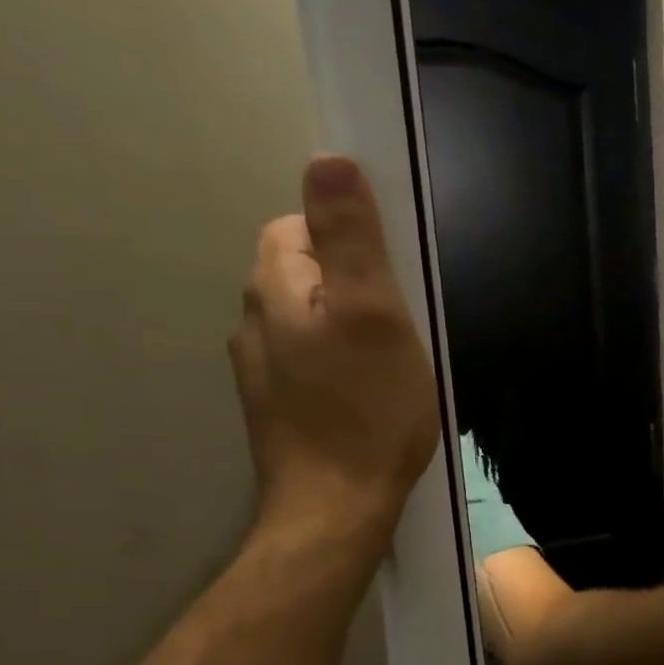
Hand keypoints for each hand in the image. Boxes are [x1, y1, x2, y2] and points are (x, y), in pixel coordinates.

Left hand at [227, 156, 438, 550]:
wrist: (338, 505)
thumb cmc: (368, 408)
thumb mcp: (375, 315)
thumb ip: (352, 240)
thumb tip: (329, 159)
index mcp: (275, 289)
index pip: (300, 229)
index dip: (352, 241)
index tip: (398, 278)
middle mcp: (255, 321)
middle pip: (307, 275)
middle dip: (356, 285)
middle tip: (407, 323)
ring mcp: (264, 370)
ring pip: (312, 322)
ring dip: (352, 327)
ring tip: (397, 362)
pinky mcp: (282, 407)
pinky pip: (315, 362)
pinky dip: (344, 364)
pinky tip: (373, 396)